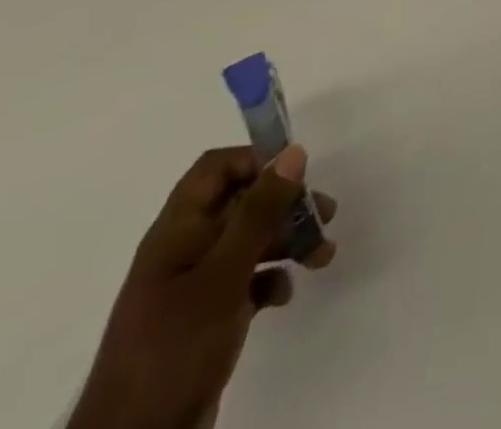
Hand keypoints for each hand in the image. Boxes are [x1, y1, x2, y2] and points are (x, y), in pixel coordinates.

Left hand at [68, 145, 338, 428]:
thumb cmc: (175, 348)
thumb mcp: (223, 274)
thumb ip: (259, 211)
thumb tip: (293, 152)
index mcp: (176, 232)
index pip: (215, 169)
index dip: (254, 160)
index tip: (295, 174)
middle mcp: (184, 251)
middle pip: (241, 204)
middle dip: (285, 205)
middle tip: (325, 214)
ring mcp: (193, 288)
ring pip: (248, 242)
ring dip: (287, 242)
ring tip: (322, 256)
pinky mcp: (204, 322)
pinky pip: (245, 282)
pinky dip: (270, 280)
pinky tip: (283, 296)